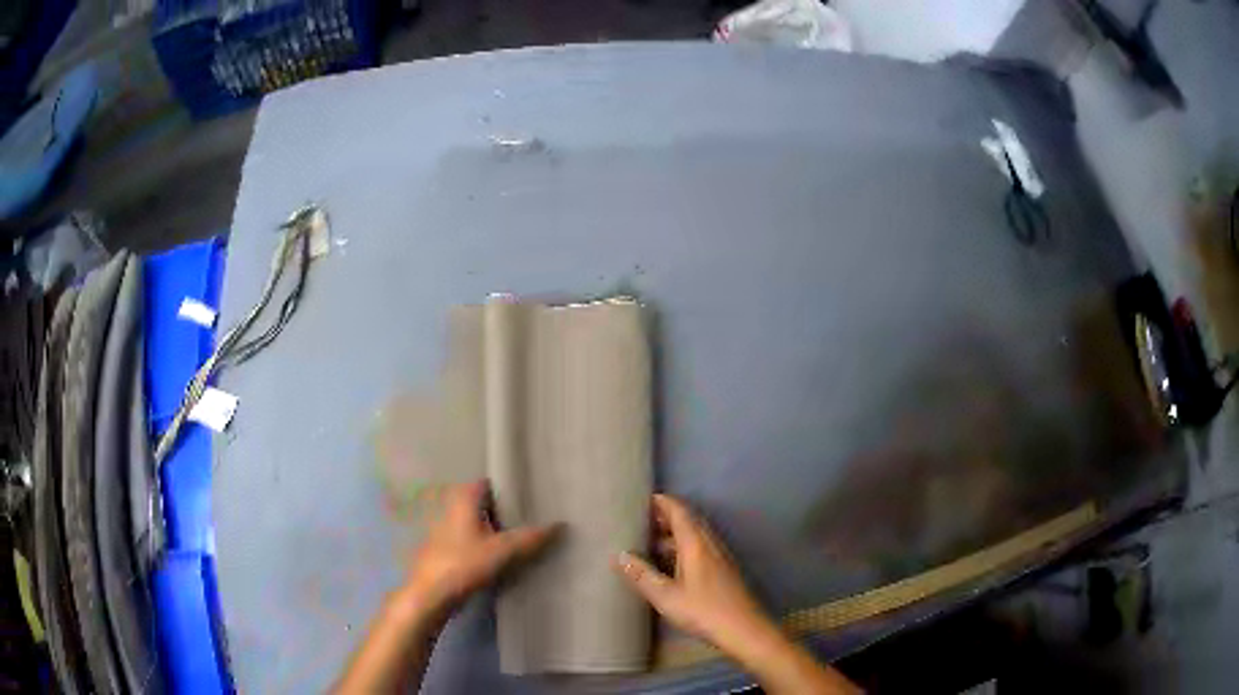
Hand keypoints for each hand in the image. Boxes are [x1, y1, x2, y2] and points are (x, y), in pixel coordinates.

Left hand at [401, 480, 557, 617]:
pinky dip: (483, 545)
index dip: (507, 488)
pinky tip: (498, 558)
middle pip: (481, 504)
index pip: (487, 483)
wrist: (431, 595)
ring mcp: (444, 531)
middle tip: (530, 519)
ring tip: (519, 539)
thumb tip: (561, 525)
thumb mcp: (504, 551)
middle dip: (503, 511)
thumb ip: (531, 538)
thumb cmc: (464, 564)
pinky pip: (469, 541)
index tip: (529, 497)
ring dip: (493, 530)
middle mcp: (451, 509)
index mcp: (463, 500)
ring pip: (475, 524)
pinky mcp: (443, 551)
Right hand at [614, 494, 774, 657]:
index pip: (680, 512)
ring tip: (651, 543)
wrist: (744, 629)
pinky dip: (684, 548)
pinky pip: (701, 548)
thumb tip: (620, 555)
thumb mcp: (665, 596)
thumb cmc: (703, 610)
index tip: (643, 499)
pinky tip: (672, 565)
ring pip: (696, 536)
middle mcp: (710, 544)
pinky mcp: (724, 571)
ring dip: (675, 534)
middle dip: (666, 517)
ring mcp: (720, 557)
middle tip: (641, 520)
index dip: (663, 502)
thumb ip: (642, 575)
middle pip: (689, 521)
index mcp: (696, 543)